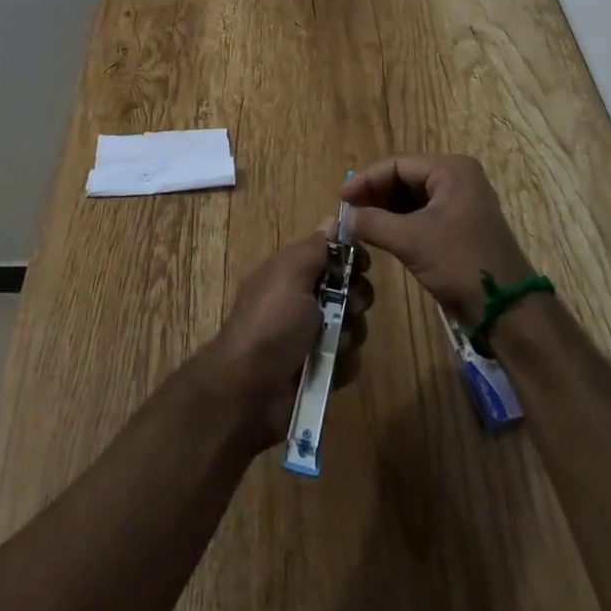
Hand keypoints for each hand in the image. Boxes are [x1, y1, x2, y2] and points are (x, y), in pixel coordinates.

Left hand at [200, 227, 372, 450]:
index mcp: (293, 272)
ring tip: (335, 344)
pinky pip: (348, 360)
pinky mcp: (320, 370)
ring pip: (353, 326)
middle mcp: (304, 301)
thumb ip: (316, 248)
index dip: (351, 258)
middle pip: (349, 290)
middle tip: (350, 307)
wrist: (248, 390)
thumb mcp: (291, 273)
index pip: (333, 254)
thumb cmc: (270, 322)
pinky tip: (331, 369)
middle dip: (357, 298)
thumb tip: (332, 219)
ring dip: (350, 333)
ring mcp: (312, 337)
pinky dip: (343, 364)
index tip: (363, 265)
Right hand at [342, 155, 533, 326]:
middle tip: (347, 213)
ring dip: (385, 210)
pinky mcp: (460, 228)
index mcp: (451, 169)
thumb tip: (344, 218)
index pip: (397, 165)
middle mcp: (458, 179)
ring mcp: (461, 204)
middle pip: (405, 179)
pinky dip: (400, 223)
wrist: (508, 311)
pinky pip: (423, 216)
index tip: (340, 198)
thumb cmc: (461, 263)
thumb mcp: (412, 240)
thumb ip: (373, 222)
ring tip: (358, 224)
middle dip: (375, 195)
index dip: (366, 180)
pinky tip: (380, 235)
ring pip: (412, 199)